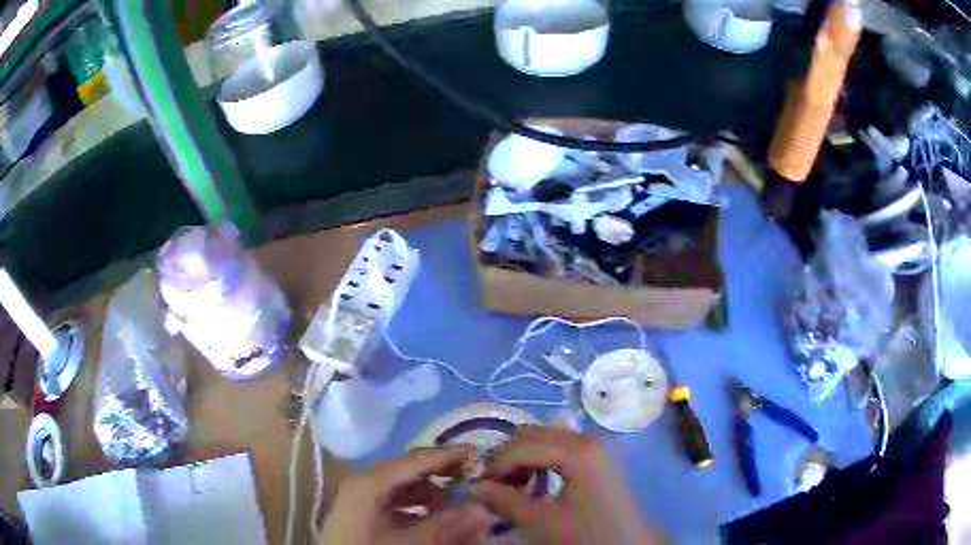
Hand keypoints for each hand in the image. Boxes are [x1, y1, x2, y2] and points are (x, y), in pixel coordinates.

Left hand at [322, 446, 491, 543]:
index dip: (446, 456)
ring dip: (430, 494)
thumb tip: (480, 510)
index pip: (413, 461)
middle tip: (471, 476)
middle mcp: (361, 483)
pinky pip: (393, 502)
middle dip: (440, 476)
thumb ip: (442, 527)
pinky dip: (416, 507)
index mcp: (366, 483)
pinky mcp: (359, 514)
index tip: (475, 452)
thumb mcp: (405, 543)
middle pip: (407, 472)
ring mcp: (358, 498)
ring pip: (401, 488)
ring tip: (456, 503)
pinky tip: (432, 517)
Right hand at [475, 426, 657, 544]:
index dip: (496, 464)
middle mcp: (587, 438)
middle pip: (534, 434)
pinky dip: (541, 461)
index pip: (522, 445)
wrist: (629, 544)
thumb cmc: (587, 534)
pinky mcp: (598, 458)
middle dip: (508, 457)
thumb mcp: (541, 522)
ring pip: (546, 439)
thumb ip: (506, 501)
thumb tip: (477, 487)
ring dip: (523, 458)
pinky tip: (535, 484)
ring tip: (512, 486)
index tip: (480, 486)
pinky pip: (561, 449)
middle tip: (494, 484)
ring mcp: (596, 446)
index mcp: (577, 450)